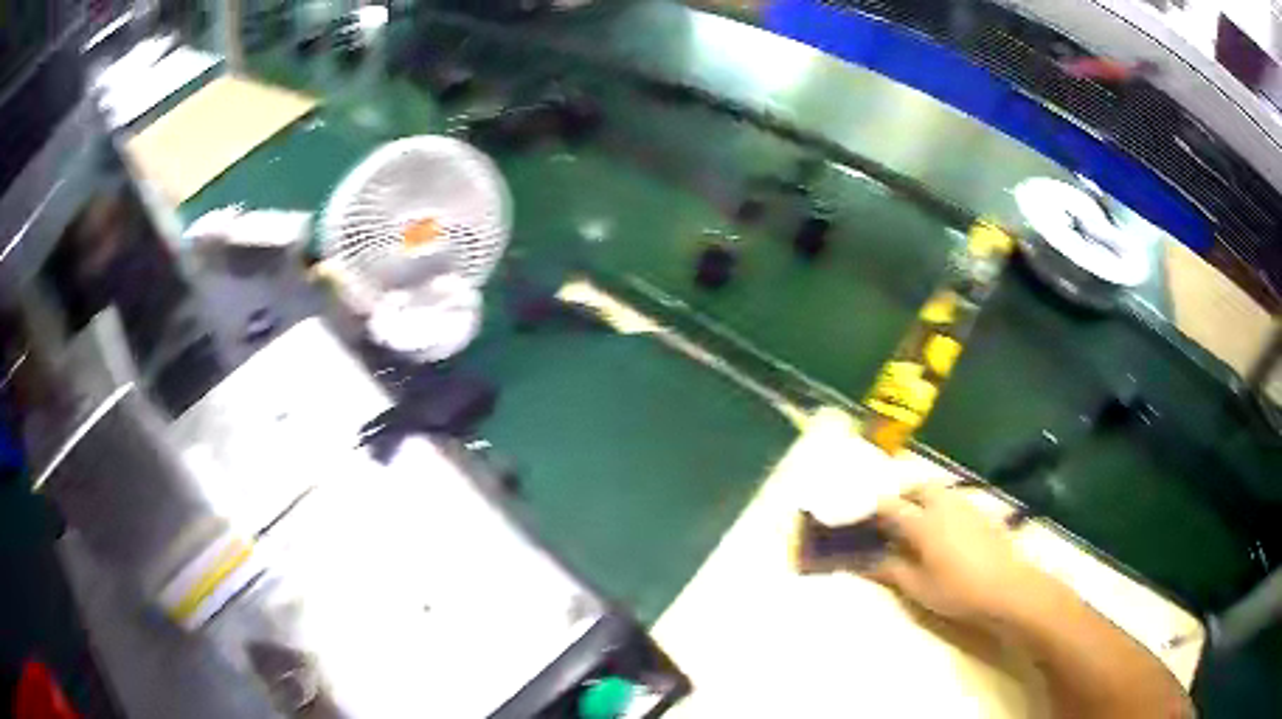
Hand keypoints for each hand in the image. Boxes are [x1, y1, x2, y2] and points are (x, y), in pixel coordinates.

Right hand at [861, 483, 1045, 623]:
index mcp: (922, 522)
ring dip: (924, 499)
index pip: (892, 507)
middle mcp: (942, 505)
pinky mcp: (981, 513)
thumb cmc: (956, 590)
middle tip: (894, 519)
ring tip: (918, 523)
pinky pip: (954, 501)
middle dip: (903, 497)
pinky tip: (945, 530)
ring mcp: (965, 506)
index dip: (876, 511)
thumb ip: (892, 569)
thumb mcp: (918, 587)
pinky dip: (943, 507)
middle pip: (918, 488)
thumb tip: (868, 561)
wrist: (1005, 587)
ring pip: (939, 491)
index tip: (865, 521)